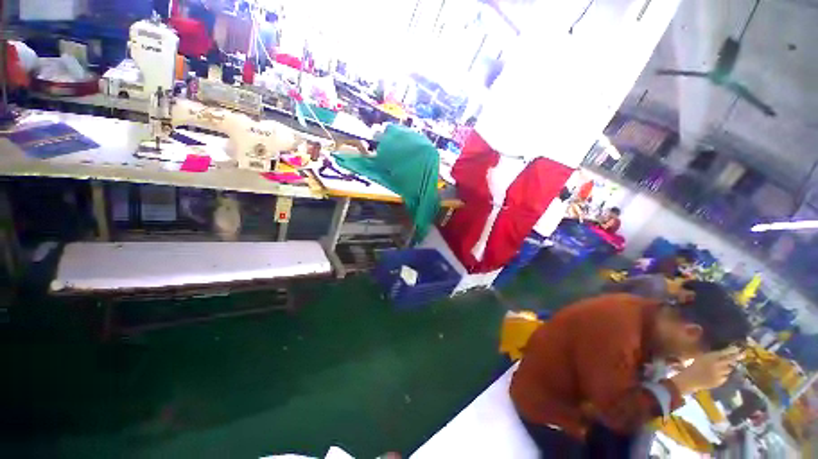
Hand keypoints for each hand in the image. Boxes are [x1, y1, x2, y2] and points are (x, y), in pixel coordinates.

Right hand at [670, 347, 741, 393]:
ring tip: (721, 368)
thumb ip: (713, 355)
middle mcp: (717, 365)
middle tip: (732, 359)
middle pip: (730, 362)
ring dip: (727, 368)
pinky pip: (725, 377)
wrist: (689, 379)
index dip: (733, 351)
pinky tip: (717, 376)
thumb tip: (726, 352)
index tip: (739, 349)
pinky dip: (723, 376)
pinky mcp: (720, 382)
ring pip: (729, 370)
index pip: (726, 353)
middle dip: (732, 360)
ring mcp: (719, 374)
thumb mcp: (702, 357)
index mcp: (711, 357)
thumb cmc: (694, 366)